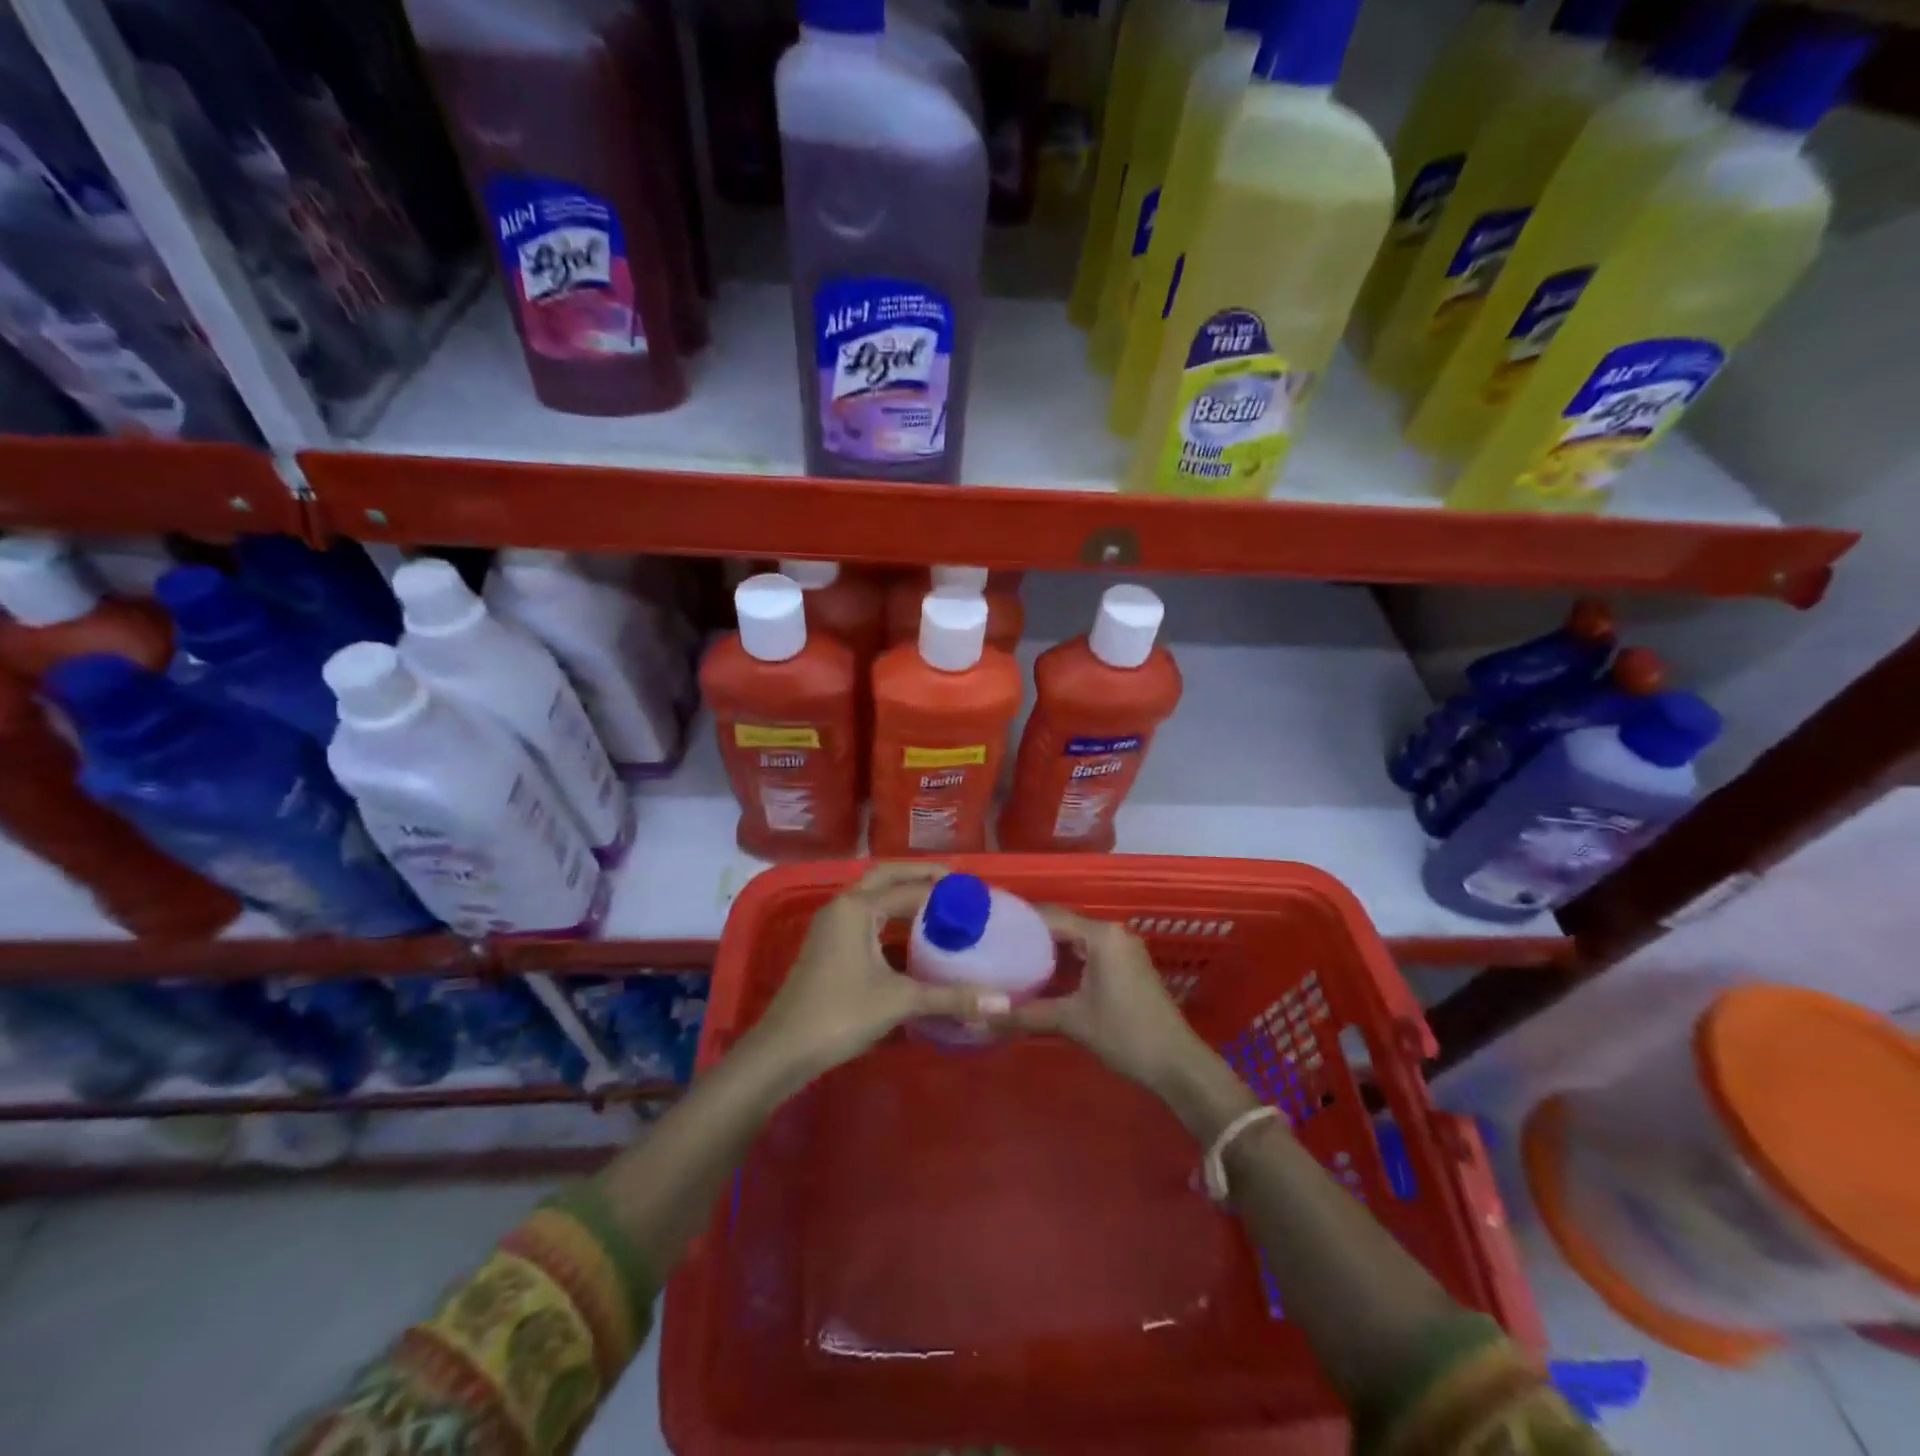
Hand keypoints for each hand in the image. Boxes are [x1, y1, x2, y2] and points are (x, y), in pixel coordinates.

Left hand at [745, 863, 1010, 1086]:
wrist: (783, 1049)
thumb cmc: (840, 1015)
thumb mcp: (900, 1002)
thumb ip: (951, 998)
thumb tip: (1003, 1004)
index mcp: (858, 907)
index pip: (910, 889)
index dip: (944, 891)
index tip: (976, 894)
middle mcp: (843, 906)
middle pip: (886, 876)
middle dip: (919, 875)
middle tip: (955, 883)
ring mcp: (831, 924)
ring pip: (871, 894)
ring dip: (901, 892)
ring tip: (937, 902)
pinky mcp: (828, 944)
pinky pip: (864, 913)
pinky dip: (888, 912)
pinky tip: (908, 932)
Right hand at [1008, 908, 1255, 1140]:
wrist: (1177, 1064)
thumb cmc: (1125, 1034)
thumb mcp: (1072, 1021)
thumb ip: (1027, 1014)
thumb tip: (984, 1016)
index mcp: (1101, 935)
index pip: (1050, 916)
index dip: (1019, 922)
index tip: (989, 930)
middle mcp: (1112, 933)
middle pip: (1062, 925)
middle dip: (1030, 936)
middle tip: (996, 947)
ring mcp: (1123, 949)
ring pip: (1075, 940)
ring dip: (1047, 950)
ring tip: (1011, 960)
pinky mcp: (1127, 966)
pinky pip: (1088, 952)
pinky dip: (1066, 961)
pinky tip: (1043, 976)